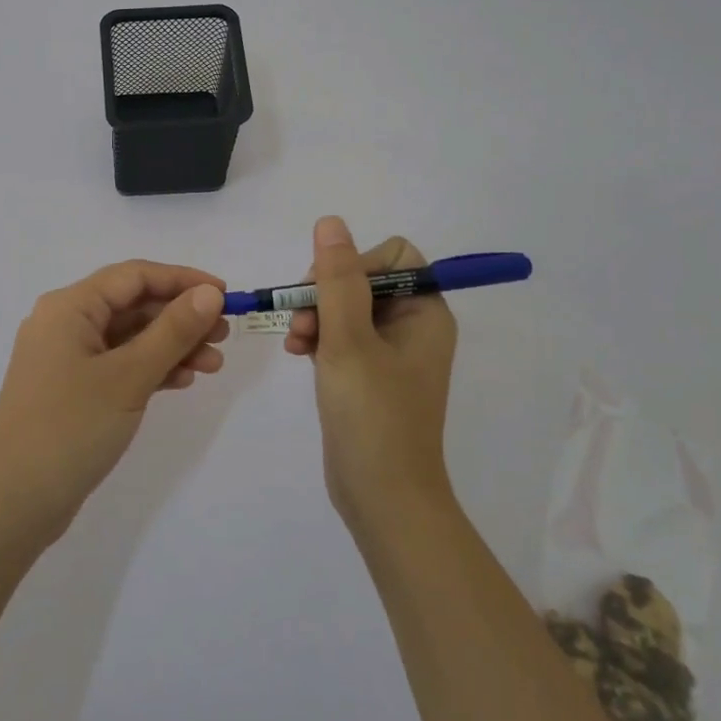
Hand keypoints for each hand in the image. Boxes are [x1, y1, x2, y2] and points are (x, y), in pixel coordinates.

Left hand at [0, 261, 228, 545]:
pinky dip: (150, 368)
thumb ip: (172, 331)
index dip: (182, 280)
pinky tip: (182, 381)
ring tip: (213, 365)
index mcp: (69, 306)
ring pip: (129, 337)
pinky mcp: (71, 388)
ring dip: (171, 346)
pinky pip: (118, 364)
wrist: (12, 503)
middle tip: (224, 335)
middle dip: (181, 317)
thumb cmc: (70, 428)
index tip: (225, 295)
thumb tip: (209, 294)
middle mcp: (65, 323)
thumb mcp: (129, 376)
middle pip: (133, 305)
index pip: (134, 276)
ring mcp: (66, 358)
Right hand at [287, 217, 457, 532]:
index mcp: (425, 312)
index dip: (354, 263)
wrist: (382, 498)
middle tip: (303, 323)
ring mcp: (390, 351)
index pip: (393, 256)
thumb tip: (330, 222)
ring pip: (346, 307)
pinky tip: (297, 354)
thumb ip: (337, 279)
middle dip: (325, 294)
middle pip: (364, 278)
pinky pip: (341, 335)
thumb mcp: (349, 341)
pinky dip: (318, 338)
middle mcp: (413, 326)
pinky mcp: (369, 373)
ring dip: (315, 316)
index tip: (325, 290)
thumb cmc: (372, 416)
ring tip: (296, 343)